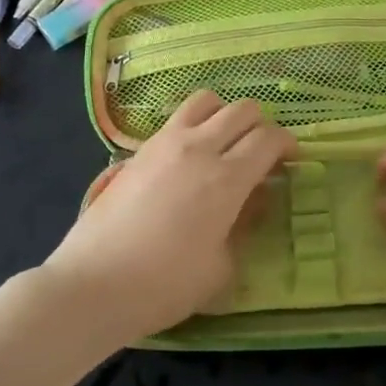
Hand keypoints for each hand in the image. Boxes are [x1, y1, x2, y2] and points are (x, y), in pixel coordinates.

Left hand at [43, 91, 295, 347]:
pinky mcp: (139, 149)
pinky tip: (189, 157)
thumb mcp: (221, 266)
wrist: (94, 282)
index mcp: (226, 178)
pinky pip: (176, 119)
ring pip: (206, 100)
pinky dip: (194, 125)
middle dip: (261, 126)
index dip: (287, 144)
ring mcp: (165, 142)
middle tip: (262, 154)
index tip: (290, 160)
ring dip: (224, 114)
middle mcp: (198, 148)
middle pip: (242, 110)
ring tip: (224, 143)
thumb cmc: (165, 285)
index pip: (268, 138)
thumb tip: (255, 198)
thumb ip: (244, 224)